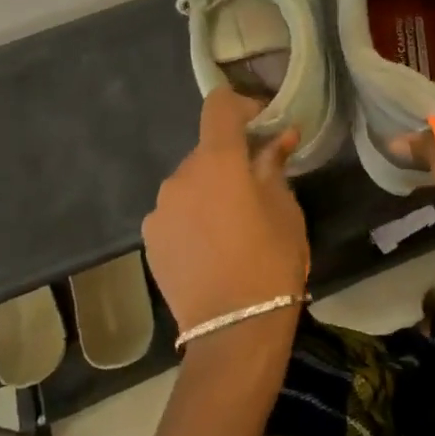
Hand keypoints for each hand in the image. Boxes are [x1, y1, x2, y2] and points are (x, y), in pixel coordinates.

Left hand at [142, 90, 308, 336]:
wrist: (233, 331)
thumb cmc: (271, 260)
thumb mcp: (285, 209)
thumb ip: (274, 165)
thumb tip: (280, 136)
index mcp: (217, 161)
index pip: (219, 106)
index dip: (242, 105)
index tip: (263, 124)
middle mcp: (180, 176)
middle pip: (206, 149)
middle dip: (232, 157)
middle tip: (258, 183)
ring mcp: (159, 209)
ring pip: (190, 182)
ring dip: (211, 188)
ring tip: (234, 222)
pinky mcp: (149, 240)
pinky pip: (176, 211)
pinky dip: (193, 214)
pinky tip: (212, 244)